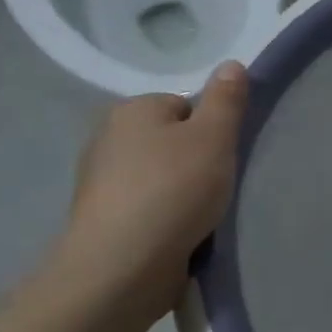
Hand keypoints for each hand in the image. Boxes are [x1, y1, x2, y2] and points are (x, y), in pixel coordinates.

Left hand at [59, 62, 249, 318]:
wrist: (122, 267)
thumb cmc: (173, 190)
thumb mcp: (214, 137)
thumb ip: (226, 100)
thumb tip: (231, 64)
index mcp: (131, 111)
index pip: (183, 105)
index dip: (210, 129)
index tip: (221, 156)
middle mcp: (107, 139)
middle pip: (170, 141)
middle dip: (195, 161)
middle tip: (217, 185)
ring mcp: (100, 184)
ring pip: (159, 177)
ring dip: (181, 193)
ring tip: (202, 216)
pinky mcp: (102, 222)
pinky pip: (147, 209)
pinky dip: (165, 219)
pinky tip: (180, 236)